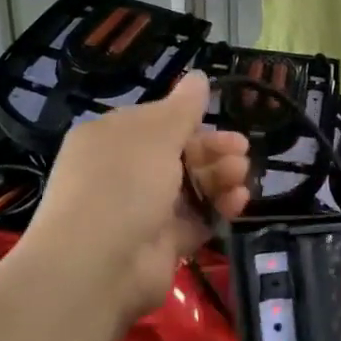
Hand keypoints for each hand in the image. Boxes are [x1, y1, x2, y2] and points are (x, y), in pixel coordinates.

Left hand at [25, 72, 249, 319]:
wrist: (98, 265)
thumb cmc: (123, 183)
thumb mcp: (156, 134)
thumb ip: (184, 107)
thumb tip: (199, 75)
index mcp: (111, 138)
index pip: (156, 122)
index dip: (190, 120)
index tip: (220, 118)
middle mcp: (123, 172)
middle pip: (178, 153)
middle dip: (213, 149)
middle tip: (241, 150)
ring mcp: (142, 210)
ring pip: (192, 186)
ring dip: (220, 176)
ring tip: (241, 174)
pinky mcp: (163, 243)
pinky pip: (197, 219)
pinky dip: (219, 208)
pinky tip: (239, 201)